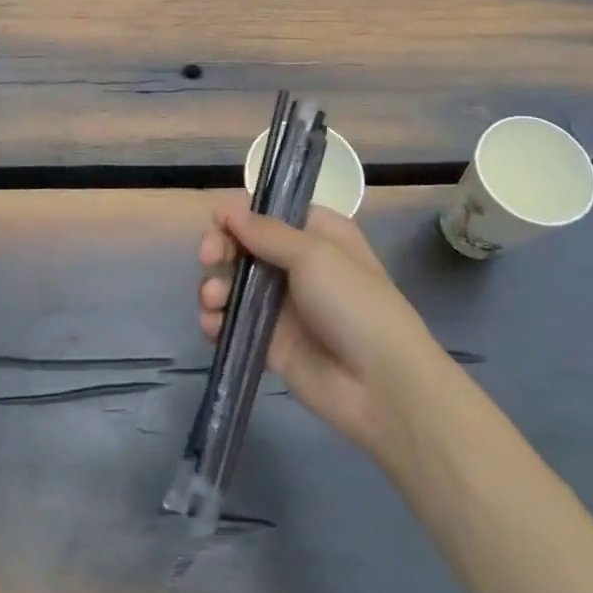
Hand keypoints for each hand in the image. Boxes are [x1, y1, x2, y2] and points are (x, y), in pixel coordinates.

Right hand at [197, 201, 449, 459]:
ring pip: (234, 283)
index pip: (269, 212)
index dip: (240, 214)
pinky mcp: (271, 341)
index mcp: (317, 233)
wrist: (382, 384)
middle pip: (245, 245)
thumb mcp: (313, 254)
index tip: (218, 222)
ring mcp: (283, 304)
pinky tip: (212, 325)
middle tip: (210, 258)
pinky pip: (234, 322)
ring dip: (215, 285)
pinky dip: (217, 320)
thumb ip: (266, 232)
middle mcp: (298, 263)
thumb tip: (227, 209)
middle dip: (221, 248)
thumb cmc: (353, 302)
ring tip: (214, 300)